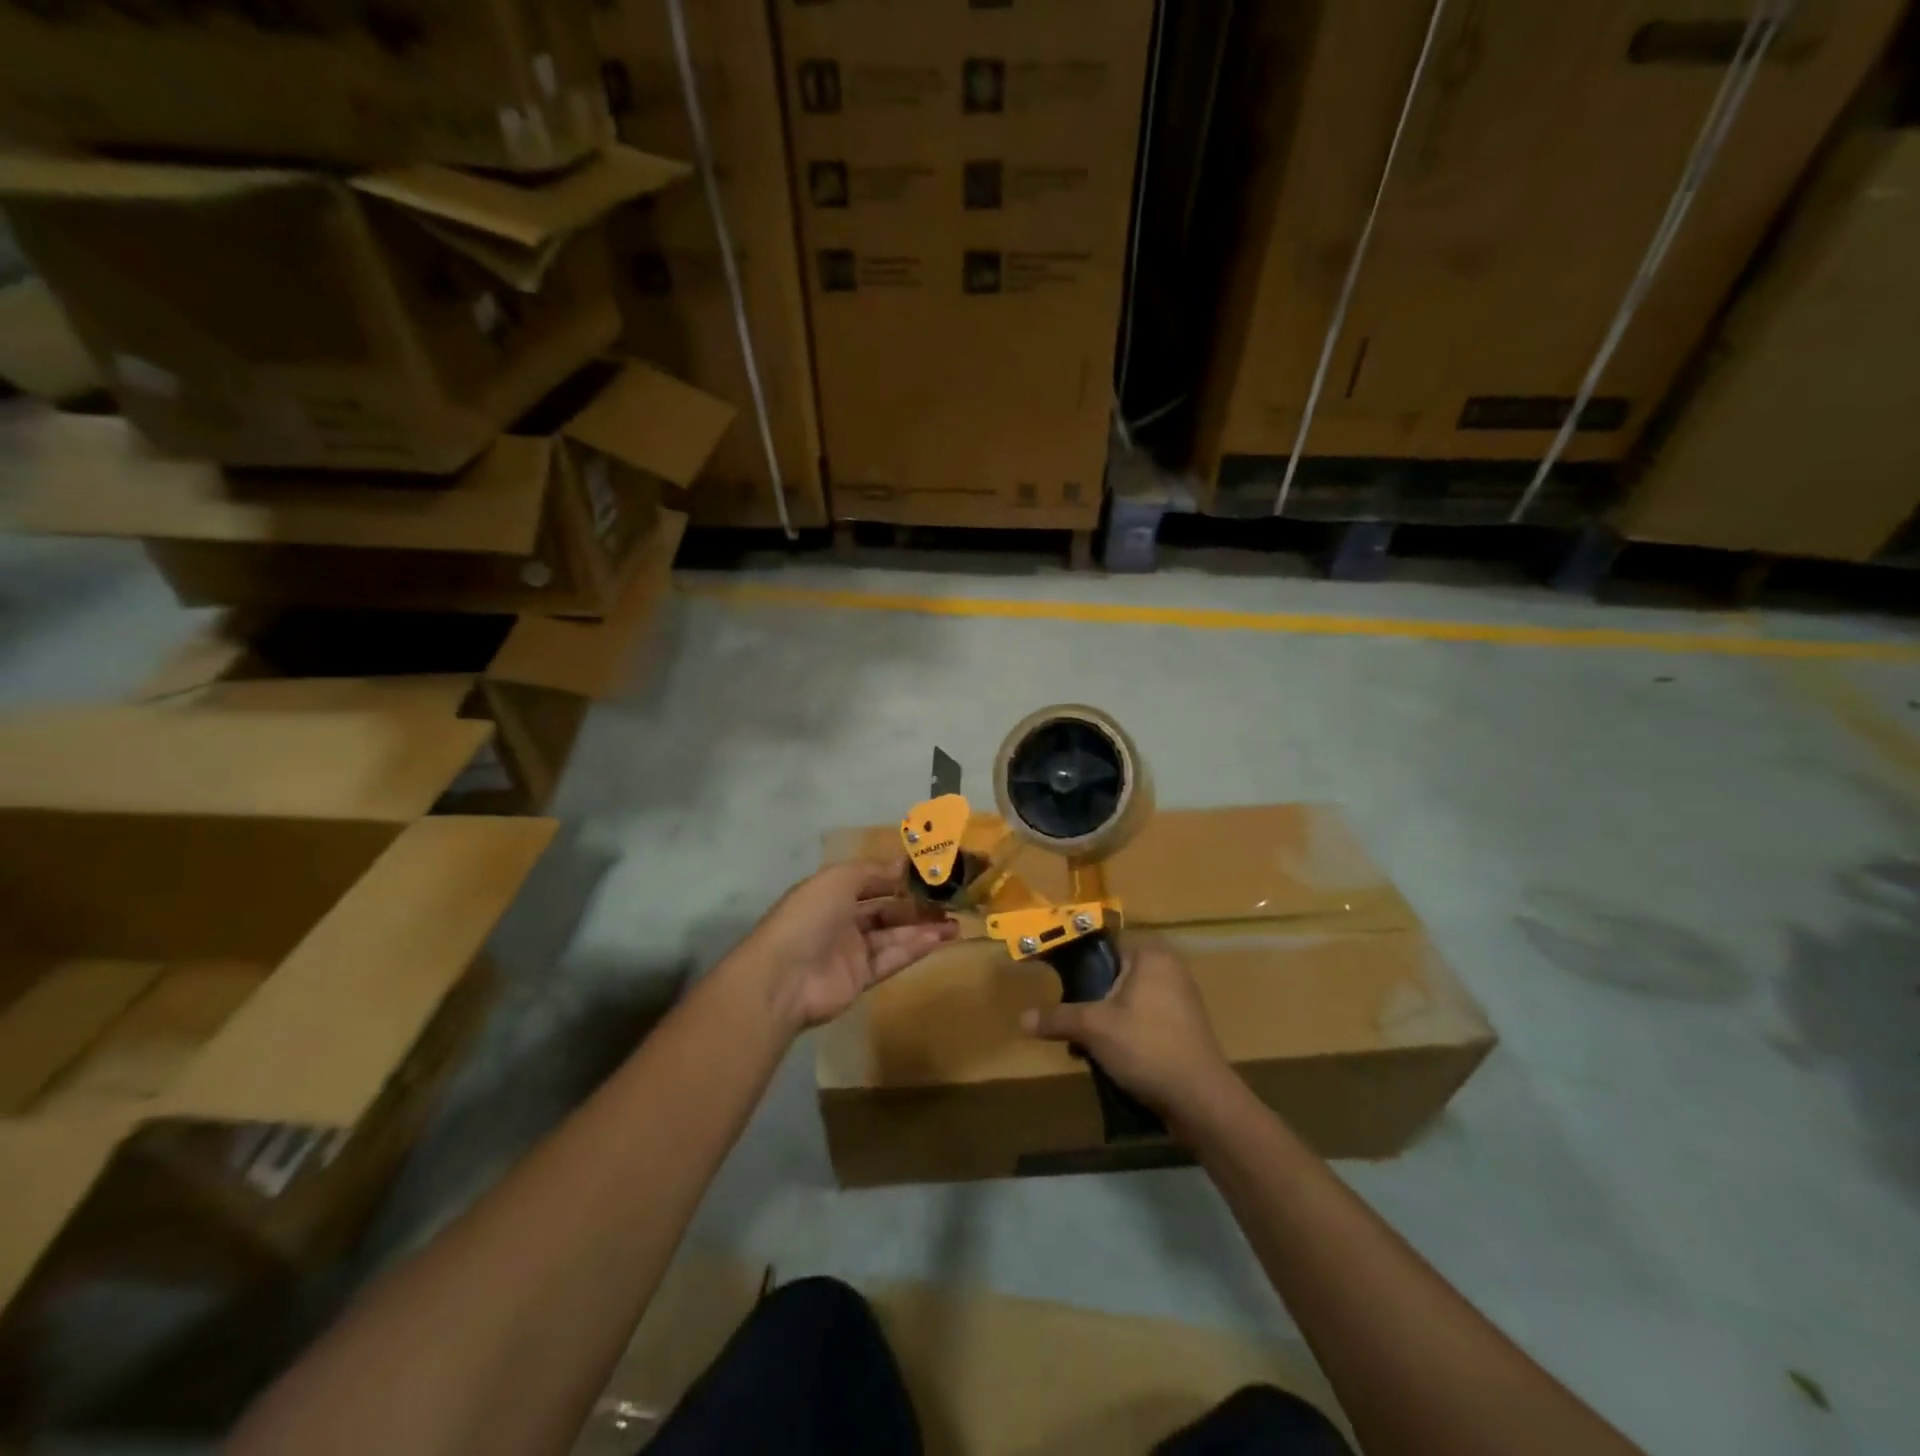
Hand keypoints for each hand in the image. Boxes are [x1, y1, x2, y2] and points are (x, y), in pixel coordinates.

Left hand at [739, 860, 958, 1032]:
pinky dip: (914, 949)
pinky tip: (939, 939)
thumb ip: (873, 872)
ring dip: (923, 928)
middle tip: (951, 901)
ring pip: (893, 936)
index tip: (931, 873)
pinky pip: (891, 959)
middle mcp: (841, 920)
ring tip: (955, 923)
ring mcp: (851, 951)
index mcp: (831, 892)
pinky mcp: (860, 979)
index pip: (871, 881)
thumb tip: (903, 865)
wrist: (783, 978)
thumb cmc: (809, 917)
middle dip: (917, 905)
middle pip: (886, 910)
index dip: (899, 878)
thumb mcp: (838, 879)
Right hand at [1021, 940, 1233, 1121]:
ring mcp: (1180, 1000)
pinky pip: (1144, 1021)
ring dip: (1105, 1023)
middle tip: (1071, 1024)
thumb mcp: (1093, 1029)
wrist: (1201, 1100)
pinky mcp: (1185, 1028)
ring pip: (1127, 1002)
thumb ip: (1057, 1018)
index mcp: (1151, 955)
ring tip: (1085, 1048)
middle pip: (1113, 977)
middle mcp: (1169, 969)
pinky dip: (1126, 1035)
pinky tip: (1110, 1060)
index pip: (1104, 947)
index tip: (1057, 985)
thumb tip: (1021, 1019)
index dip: (1077, 965)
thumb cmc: (1146, 1046)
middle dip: (1090, 1002)